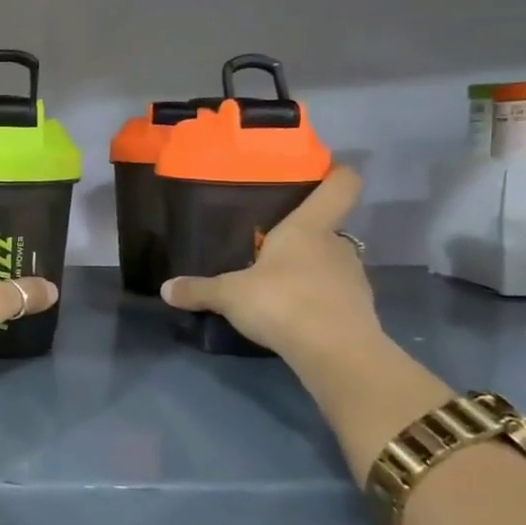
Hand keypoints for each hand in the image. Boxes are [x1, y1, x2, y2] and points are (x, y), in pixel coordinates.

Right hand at [160, 167, 378, 362]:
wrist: (336, 354)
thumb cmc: (283, 302)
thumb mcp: (229, 295)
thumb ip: (199, 290)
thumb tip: (166, 289)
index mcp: (309, 227)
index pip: (341, 185)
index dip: (335, 174)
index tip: (323, 171)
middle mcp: (337, 246)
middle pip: (328, 228)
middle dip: (303, 236)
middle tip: (272, 246)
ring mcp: (354, 279)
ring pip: (331, 263)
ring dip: (310, 270)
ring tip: (279, 284)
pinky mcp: (359, 311)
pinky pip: (335, 295)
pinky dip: (318, 301)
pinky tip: (293, 314)